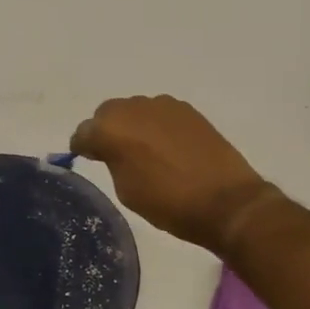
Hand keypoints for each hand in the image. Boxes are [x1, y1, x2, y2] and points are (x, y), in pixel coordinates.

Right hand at [70, 95, 274, 254]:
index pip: (84, 132)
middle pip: (108, 113)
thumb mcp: (126, 190)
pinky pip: (160, 113)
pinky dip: (156, 125)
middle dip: (106, 130)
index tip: (87, 158)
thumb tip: (111, 150)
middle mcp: (134, 108)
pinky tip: (165, 146)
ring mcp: (163, 105)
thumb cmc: (169, 203)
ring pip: (135, 110)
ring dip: (133, 126)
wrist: (226, 201)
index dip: (83, 146)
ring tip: (142, 150)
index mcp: (112, 129)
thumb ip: (112, 161)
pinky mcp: (187, 110)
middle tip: (113, 154)